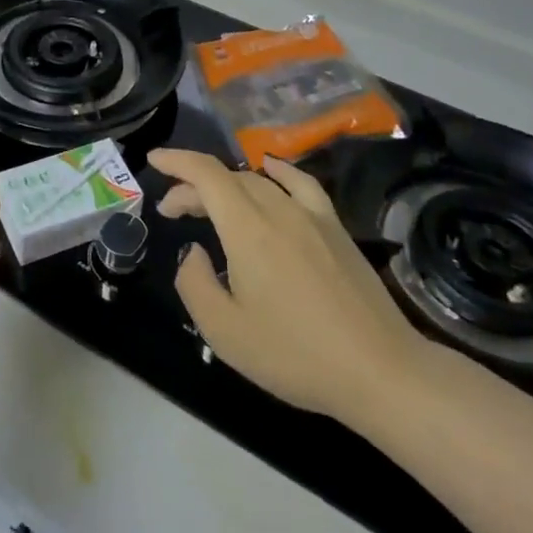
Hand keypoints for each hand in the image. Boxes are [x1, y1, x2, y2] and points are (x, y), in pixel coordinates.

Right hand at [155, 149, 430, 427]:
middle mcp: (278, 209)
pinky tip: (271, 172)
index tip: (154, 161)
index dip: (176, 161)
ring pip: (259, 181)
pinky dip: (277, 172)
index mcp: (247, 229)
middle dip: (194, 185)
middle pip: (228, 178)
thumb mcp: (225, 332)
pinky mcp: (335, 228)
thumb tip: (194, 252)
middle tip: (173, 209)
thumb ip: (195, 284)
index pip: (205, 174)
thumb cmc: (295, 354)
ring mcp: (312, 216)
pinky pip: (300, 184)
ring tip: (211, 204)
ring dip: (227, 185)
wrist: (379, 371)